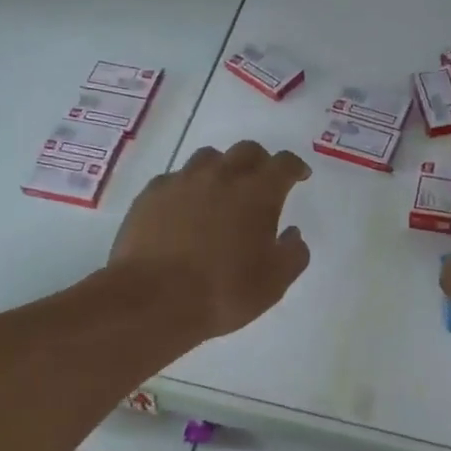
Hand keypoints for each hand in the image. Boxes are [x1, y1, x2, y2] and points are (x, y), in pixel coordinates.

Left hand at [111, 141, 311, 338]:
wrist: (152, 300)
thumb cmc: (222, 292)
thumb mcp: (273, 283)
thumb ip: (292, 254)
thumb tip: (292, 234)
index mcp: (257, 194)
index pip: (284, 164)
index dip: (295, 167)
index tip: (299, 176)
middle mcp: (221, 176)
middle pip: (246, 150)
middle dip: (260, 162)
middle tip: (262, 181)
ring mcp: (182, 181)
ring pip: (208, 158)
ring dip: (222, 168)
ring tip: (221, 191)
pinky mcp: (151, 194)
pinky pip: (175, 178)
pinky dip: (187, 187)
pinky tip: (184, 208)